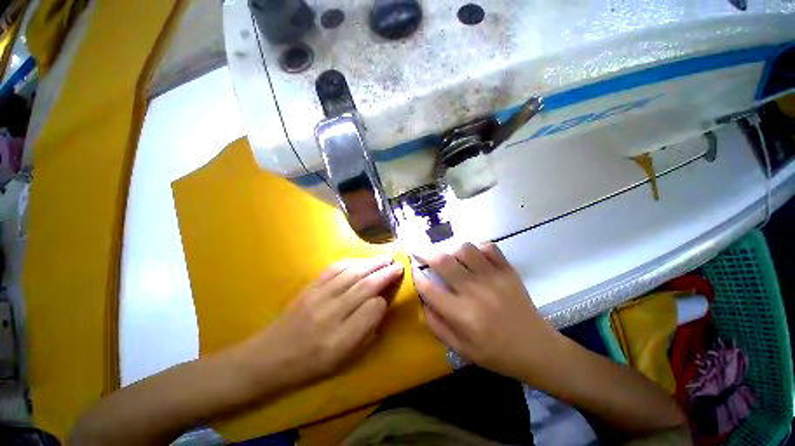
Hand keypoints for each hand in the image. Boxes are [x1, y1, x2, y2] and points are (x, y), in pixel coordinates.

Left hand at [236, 257, 403, 389]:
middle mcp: (331, 315)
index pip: (372, 311)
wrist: (269, 358)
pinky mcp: (310, 288)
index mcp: (341, 340)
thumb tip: (380, 306)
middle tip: (398, 265)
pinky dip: (352, 262)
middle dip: (385, 273)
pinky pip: (334, 269)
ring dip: (372, 264)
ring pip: (352, 274)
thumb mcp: (344, 360)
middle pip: (364, 287)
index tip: (389, 296)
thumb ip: (366, 332)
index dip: (384, 300)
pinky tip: (362, 260)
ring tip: (386, 258)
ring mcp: (318, 298)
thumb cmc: (310, 364)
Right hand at [414, 243, 559, 379]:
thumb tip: (422, 300)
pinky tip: (471, 254)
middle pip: (443, 261)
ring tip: (445, 252)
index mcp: (462, 315)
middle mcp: (475, 291)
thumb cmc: (495, 353)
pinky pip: (489, 247)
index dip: (416, 276)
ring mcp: (494, 277)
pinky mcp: (508, 270)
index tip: (413, 270)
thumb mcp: (460, 349)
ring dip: (449, 247)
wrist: (536, 349)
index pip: (429, 288)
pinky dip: (476, 246)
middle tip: (418, 250)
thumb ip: (436, 324)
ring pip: (464, 249)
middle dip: (425, 252)